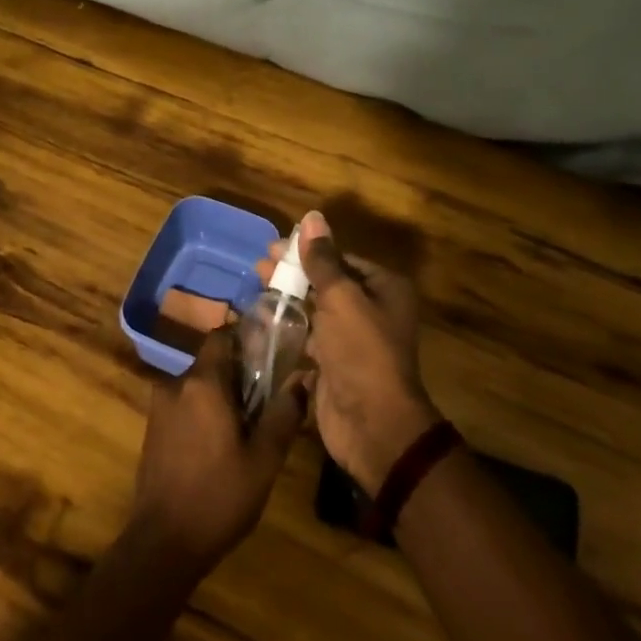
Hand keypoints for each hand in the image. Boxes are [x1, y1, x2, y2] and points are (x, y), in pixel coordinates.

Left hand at [128, 323, 306, 577]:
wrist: (163, 542)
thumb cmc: (219, 497)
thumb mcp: (264, 459)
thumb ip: (284, 414)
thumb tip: (303, 378)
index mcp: (203, 383)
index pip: (221, 337)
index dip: (245, 340)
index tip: (269, 356)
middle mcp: (176, 385)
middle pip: (211, 363)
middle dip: (238, 375)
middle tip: (266, 400)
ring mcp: (159, 407)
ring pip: (197, 386)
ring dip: (220, 397)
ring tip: (246, 427)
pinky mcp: (153, 429)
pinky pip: (184, 405)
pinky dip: (203, 413)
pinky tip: (219, 444)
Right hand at [261, 211, 438, 495]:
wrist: (373, 423)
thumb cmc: (361, 350)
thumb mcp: (341, 297)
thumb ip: (323, 259)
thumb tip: (312, 217)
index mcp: (384, 289)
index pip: (341, 259)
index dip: (307, 251)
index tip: (272, 248)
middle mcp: (373, 310)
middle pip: (327, 283)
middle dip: (294, 274)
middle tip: (258, 267)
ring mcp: (354, 340)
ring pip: (317, 310)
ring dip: (289, 300)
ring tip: (256, 289)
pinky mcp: (335, 365)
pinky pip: (310, 338)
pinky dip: (290, 328)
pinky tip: (263, 321)